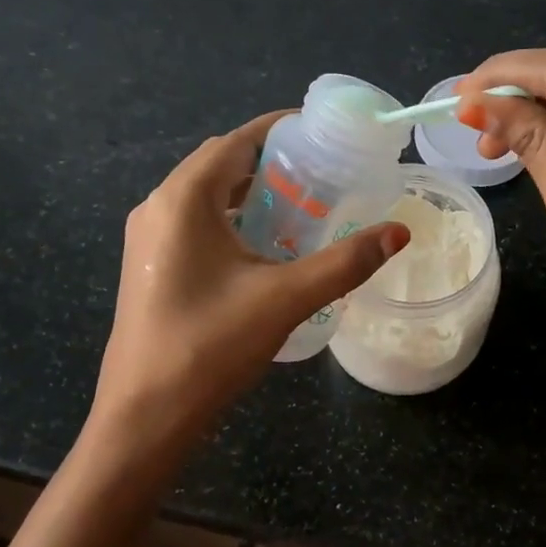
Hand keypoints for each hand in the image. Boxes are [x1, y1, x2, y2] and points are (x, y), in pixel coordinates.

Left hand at [90, 112, 407, 444]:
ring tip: (303, 211)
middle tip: (323, 178)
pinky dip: (233, 223)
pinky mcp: (149, 268)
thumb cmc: (210, 346)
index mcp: (184, 199)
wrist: (146, 415)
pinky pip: (196, 226)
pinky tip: (266, 252)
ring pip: (208, 198)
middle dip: (272, 164)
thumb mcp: (285, 299)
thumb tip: (399, 233)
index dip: (282, 131)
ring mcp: (148, 239)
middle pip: (222, 165)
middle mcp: (159, 207)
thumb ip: (345, 262)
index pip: (237, 141)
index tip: (326, 136)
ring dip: (252, 196)